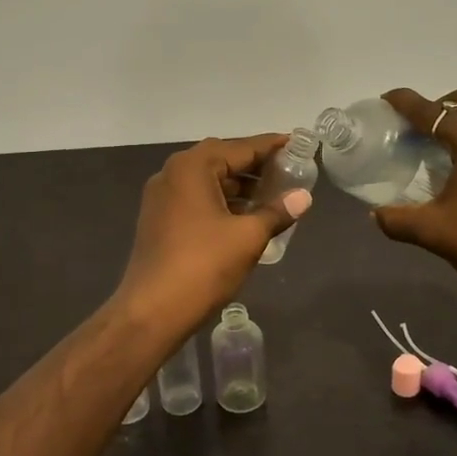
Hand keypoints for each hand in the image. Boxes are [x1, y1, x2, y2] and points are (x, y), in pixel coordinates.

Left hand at [115, 134, 311, 339]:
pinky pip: (196, 200)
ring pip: (208, 181)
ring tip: (273, 195)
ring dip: (239, 186)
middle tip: (288, 171)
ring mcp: (161, 198)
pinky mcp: (159, 221)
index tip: (297, 144)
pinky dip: (222, 202)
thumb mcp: (248, 237)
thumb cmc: (203, 266)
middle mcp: (172, 174)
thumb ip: (277, 212)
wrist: (152, 311)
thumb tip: (304, 197)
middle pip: (221, 160)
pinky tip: (245, 216)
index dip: (271, 146)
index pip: (240, 147)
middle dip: (255, 165)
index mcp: (192, 167)